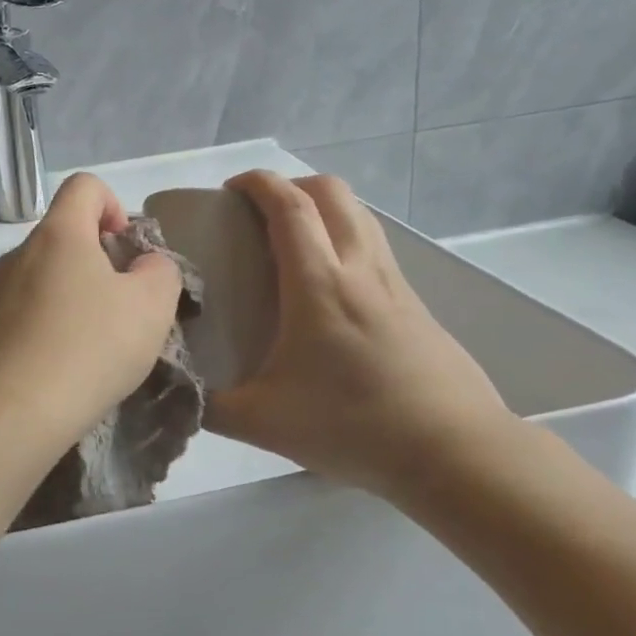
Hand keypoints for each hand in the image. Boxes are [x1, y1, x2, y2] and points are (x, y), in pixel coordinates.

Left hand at [0, 172, 184, 471]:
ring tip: (95, 346)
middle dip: (98, 261)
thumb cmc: (88, 349)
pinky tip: (62, 370)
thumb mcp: (151, 307)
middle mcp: (18, 255)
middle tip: (123, 307)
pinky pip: (23, 316)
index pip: (84, 186)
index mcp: (58, 235)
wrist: (8, 416)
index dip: (114, 205)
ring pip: (43, 279)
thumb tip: (144, 266)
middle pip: (63, 236)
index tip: (127, 250)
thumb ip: (160, 272)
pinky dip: (47, 329)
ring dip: (72, 298)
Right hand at [205, 170, 514, 497]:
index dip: (258, 183)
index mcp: (319, 285)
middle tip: (259, 213)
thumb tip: (180, 392)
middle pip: (331, 192)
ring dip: (323, 207)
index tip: (230, 188)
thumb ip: (210, 405)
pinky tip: (330, 286)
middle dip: (291, 184)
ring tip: (293, 241)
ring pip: (360, 214)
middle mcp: (360, 269)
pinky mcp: (416, 304)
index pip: (289, 205)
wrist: (455, 453)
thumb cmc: (354, 427)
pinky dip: (346, 238)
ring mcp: (395, 283)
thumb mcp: (264, 423)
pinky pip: (375, 246)